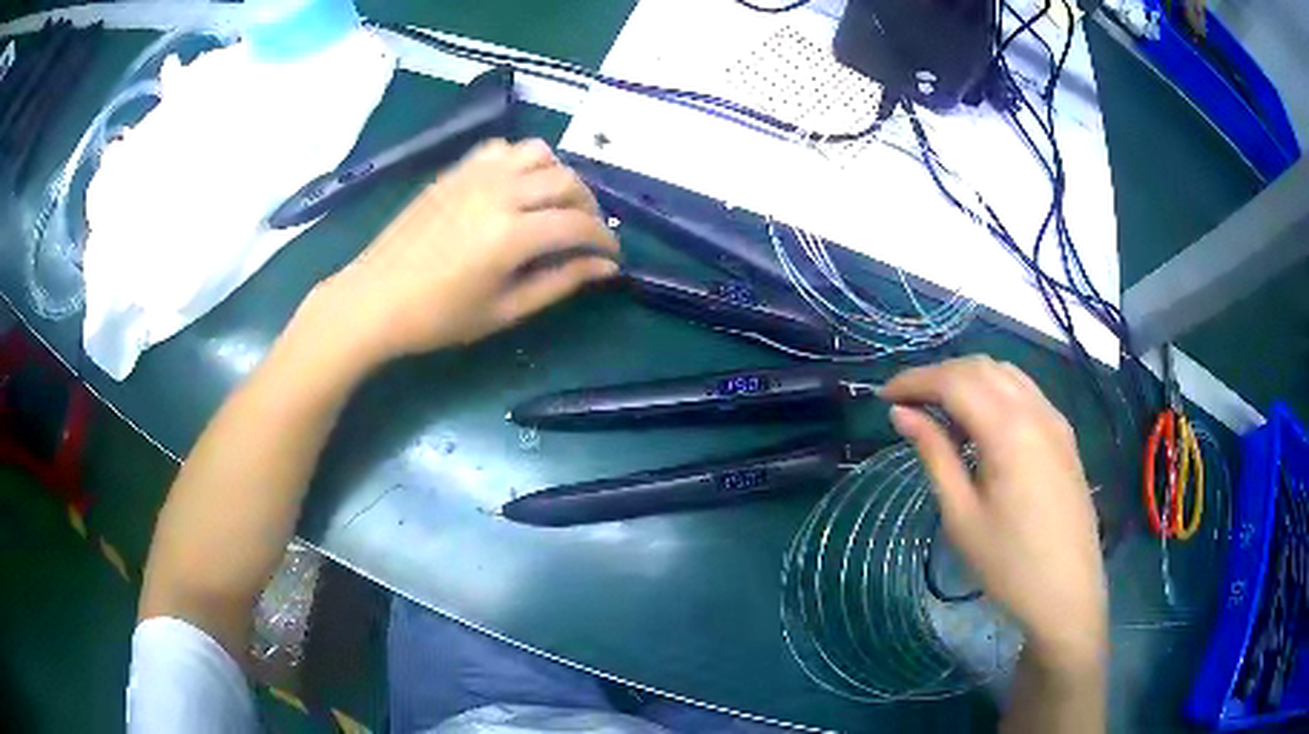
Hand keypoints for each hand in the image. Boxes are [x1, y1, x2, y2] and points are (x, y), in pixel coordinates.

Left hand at [299, 138, 618, 372]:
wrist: (374, 298)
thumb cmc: (437, 317)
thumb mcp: (503, 311)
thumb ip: (559, 283)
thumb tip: (605, 268)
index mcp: (511, 235)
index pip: (579, 224)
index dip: (605, 239)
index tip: (613, 256)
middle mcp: (500, 192)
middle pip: (567, 181)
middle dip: (589, 207)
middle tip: (587, 234)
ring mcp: (476, 174)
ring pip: (540, 153)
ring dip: (559, 176)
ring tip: (555, 204)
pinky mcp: (456, 169)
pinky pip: (504, 148)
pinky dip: (523, 161)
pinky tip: (518, 186)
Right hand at [881, 356, 1106, 669]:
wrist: (1067, 593)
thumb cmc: (1007, 564)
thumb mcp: (961, 515)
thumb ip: (934, 454)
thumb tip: (901, 414)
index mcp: (1009, 430)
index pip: (954, 381)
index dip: (915, 380)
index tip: (883, 395)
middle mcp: (1036, 410)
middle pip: (981, 367)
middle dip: (939, 374)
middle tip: (907, 403)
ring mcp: (1055, 419)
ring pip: (1006, 373)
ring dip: (968, 379)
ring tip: (940, 411)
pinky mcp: (1064, 435)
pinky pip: (1025, 392)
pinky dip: (994, 391)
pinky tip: (980, 423)